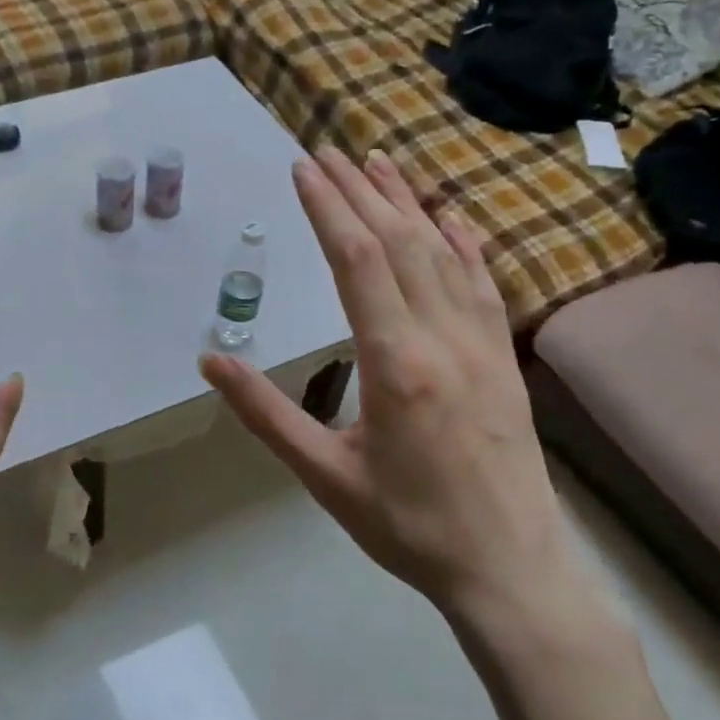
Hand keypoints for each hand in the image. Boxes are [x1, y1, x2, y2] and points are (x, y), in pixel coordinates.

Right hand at [200, 149, 593, 629]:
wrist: (510, 567)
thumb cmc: (407, 526)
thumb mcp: (323, 475)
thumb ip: (266, 413)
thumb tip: (210, 360)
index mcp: (395, 363)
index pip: (358, 261)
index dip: (329, 208)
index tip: (304, 169)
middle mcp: (443, 338)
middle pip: (399, 243)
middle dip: (361, 192)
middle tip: (329, 152)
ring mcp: (482, 344)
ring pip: (443, 254)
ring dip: (409, 204)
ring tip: (381, 163)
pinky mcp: (503, 358)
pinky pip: (483, 285)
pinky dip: (463, 244)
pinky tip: (450, 218)